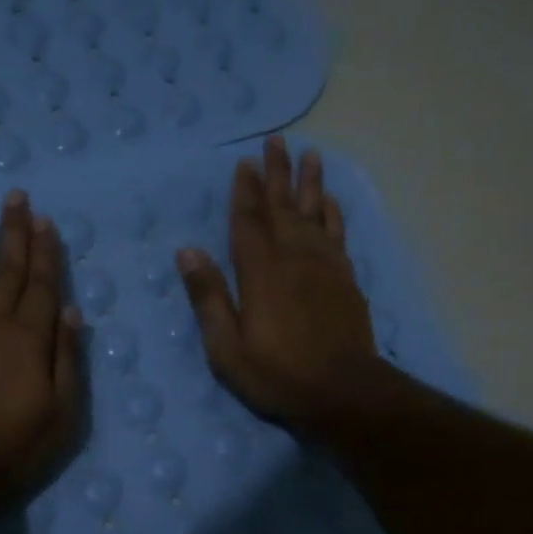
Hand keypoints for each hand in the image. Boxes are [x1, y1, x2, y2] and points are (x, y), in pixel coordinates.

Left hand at [0, 189, 82, 499]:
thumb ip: (67, 359)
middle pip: (7, 269)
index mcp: (30, 338)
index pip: (42, 285)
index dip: (45, 251)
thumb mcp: (62, 413)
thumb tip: (71, 312)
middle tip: (15, 195)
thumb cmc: (14, 446)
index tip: (45, 220)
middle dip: (13, 230)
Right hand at [176, 136, 377, 428]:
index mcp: (260, 273)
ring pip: (315, 213)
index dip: (246, 192)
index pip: (249, 222)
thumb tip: (186, 252)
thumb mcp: (227, 347)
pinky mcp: (346, 280)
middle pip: (284, 207)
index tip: (245, 163)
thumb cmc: (277, 374)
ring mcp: (325, 267)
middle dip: (278, 174)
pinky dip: (333, 214)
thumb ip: (208, 297)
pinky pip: (338, 235)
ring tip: (310, 154)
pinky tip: (330, 201)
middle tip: (276, 142)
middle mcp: (294, 259)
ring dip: (310, 183)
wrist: (343, 391)